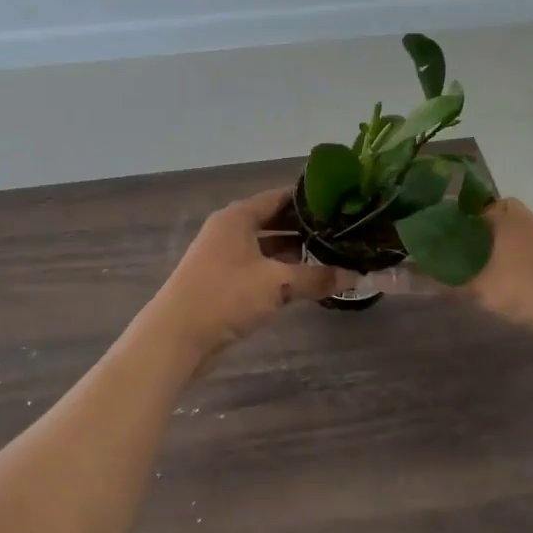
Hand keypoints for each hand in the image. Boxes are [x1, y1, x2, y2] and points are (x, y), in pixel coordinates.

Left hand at [143, 189, 337, 361]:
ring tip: (333, 256)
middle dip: (306, 229)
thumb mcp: (277, 283)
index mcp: (238, 217)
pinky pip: (261, 269)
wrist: (177, 335)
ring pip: (269, 248)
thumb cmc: (226, 295)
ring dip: (296, 253)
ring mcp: (226, 257)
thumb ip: (316, 277)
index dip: (309, 199)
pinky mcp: (225, 283)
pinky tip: (307, 282)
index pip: (279, 197)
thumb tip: (355, 275)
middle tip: (343, 232)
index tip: (340, 203)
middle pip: (275, 222)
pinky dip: (282, 272)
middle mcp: (231, 231)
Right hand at [385, 198, 532, 344]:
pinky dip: (470, 266)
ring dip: (450, 257)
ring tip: (419, 271)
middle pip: (457, 224)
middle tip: (398, 258)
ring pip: (473, 242)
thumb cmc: (527, 286)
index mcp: (495, 206)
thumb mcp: (470, 283)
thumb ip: (423, 278)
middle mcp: (508, 213)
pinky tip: (454, 281)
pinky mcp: (529, 258)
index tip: (389, 237)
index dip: (415, 221)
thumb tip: (375, 277)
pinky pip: (488, 255)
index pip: (443, 204)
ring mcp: (521, 235)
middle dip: (431, 242)